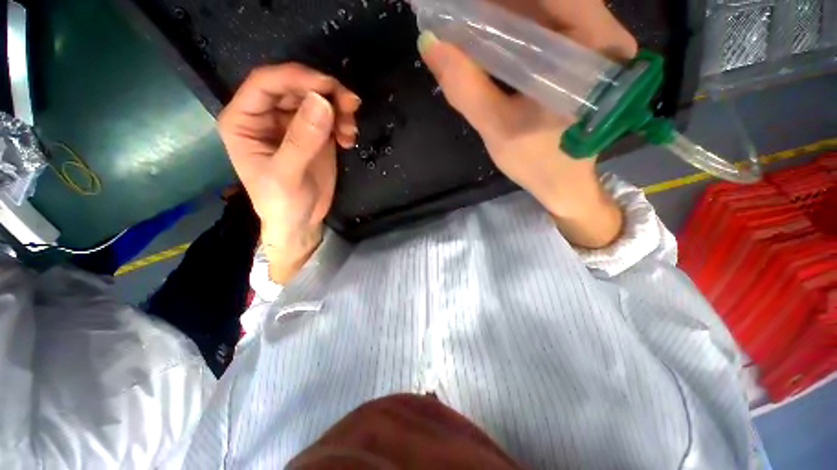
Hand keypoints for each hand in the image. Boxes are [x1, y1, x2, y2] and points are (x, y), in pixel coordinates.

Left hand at [218, 64, 360, 281]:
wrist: (300, 222)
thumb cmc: (282, 203)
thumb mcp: (286, 175)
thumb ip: (301, 140)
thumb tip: (322, 102)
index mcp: (245, 120)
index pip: (266, 83)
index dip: (297, 78)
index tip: (330, 86)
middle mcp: (267, 115)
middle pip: (296, 86)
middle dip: (325, 92)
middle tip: (351, 106)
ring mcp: (293, 124)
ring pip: (316, 98)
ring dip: (339, 108)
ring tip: (350, 130)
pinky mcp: (315, 134)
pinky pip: (330, 116)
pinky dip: (343, 122)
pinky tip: (349, 140)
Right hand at [418, 0, 635, 247]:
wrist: (564, 184)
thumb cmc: (537, 163)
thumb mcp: (498, 130)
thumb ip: (466, 89)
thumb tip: (429, 44)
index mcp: (594, 51)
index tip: (463, 6)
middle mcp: (604, 36)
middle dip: (500, 4)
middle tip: (460, 13)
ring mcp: (596, 45)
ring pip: (546, 9)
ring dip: (505, 11)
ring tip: (468, 21)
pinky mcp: (582, 58)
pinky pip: (547, 28)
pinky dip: (516, 27)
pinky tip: (489, 36)